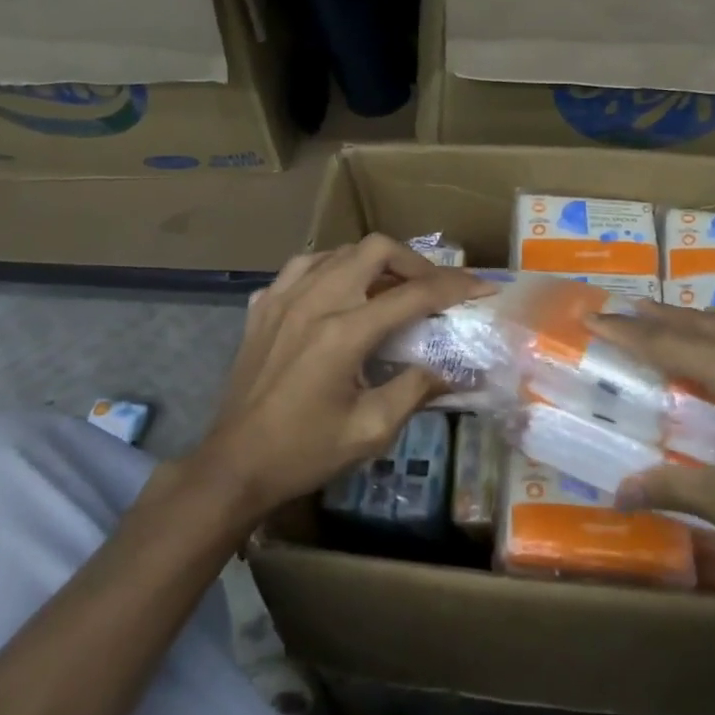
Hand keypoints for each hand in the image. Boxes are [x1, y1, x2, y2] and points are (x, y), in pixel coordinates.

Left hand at [180, 236, 491, 523]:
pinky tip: (338, 294)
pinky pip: (303, 267)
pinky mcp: (262, 306)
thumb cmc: (303, 452)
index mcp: (344, 333)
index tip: (482, 287)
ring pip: (338, 251)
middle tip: (431, 288)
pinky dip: (332, 270)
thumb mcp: (370, 431)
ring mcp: (282, 298)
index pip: (413, 294)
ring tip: (388, 288)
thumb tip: (453, 369)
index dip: (455, 286)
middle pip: (374, 249)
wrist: (233, 466)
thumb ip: (415, 390)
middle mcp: (314, 301)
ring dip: (372, 262)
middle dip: (414, 261)